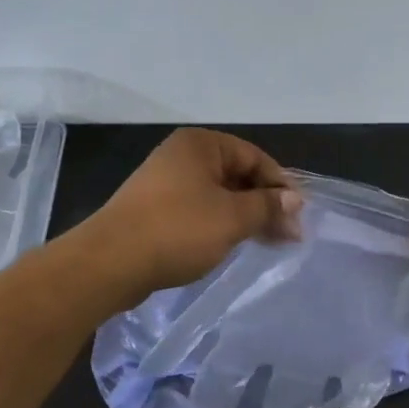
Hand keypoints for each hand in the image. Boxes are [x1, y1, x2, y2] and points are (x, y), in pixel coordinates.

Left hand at [82, 129, 301, 305]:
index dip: (280, 185)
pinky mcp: (156, 210)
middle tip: (289, 235)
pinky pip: (199, 210)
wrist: (109, 263)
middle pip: (237, 175)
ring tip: (269, 243)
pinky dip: (220, 224)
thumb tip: (295, 200)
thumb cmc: (177, 230)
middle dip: (265, 203)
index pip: (254, 156)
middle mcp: (182, 156)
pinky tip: (234, 244)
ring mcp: (166, 183)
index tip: (299, 215)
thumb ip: (267, 206)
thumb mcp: (232, 217)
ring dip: (245, 216)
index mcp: (200, 144)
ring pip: (219, 195)